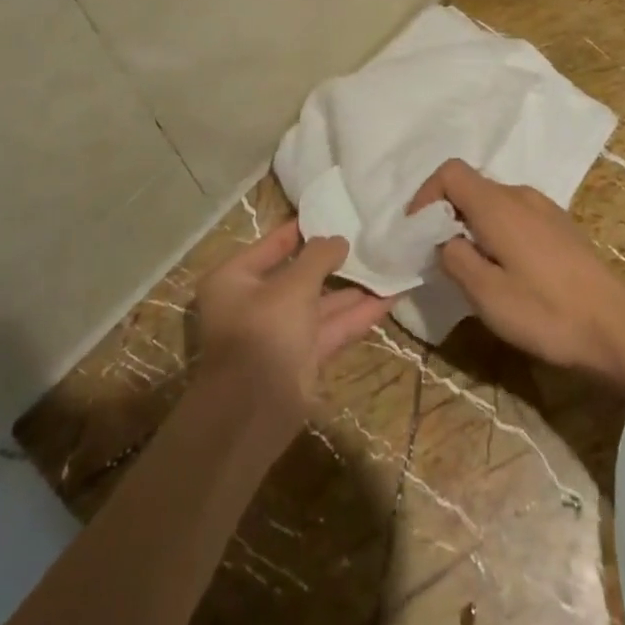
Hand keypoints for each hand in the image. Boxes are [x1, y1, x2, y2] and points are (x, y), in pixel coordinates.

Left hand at [193, 221, 392, 445]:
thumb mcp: (293, 286)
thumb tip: (339, 239)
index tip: (333, 214)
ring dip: (352, 289)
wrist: (254, 410)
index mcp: (236, 279)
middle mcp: (254, 303)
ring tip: (386, 265)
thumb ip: (318, 258)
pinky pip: (331, 328)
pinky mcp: (302, 357)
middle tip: (366, 240)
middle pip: (298, 275)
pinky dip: (357, 315)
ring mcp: (279, 332)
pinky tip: (389, 298)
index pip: (272, 244)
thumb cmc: (265, 332)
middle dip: (333, 262)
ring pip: (319, 304)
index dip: (303, 230)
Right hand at [407, 159, 624, 386]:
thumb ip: (455, 259)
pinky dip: (496, 232)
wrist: (618, 326)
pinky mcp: (560, 227)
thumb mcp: (486, 294)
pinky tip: (505, 270)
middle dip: (446, 214)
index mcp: (498, 205)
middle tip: (437, 256)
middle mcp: (521, 195)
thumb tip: (444, 241)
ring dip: (472, 225)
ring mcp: (545, 209)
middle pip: (471, 187)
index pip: (450, 173)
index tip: (417, 233)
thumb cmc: (546, 311)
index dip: (426, 196)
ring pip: (494, 203)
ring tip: (470, 267)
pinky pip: (515, 216)